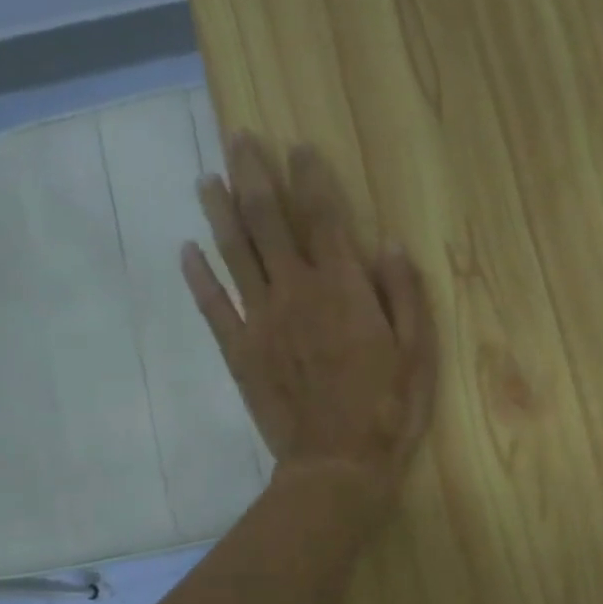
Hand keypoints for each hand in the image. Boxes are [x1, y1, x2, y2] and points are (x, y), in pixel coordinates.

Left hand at [182, 133, 436, 509]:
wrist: (337, 465)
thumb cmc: (387, 410)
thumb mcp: (417, 353)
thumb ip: (404, 294)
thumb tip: (389, 242)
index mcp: (343, 289)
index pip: (323, 218)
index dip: (310, 178)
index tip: (298, 147)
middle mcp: (296, 292)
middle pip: (268, 221)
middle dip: (254, 175)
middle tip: (239, 138)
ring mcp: (261, 320)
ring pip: (234, 253)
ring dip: (219, 211)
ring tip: (206, 177)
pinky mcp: (240, 351)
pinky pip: (213, 306)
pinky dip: (198, 276)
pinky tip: (185, 250)